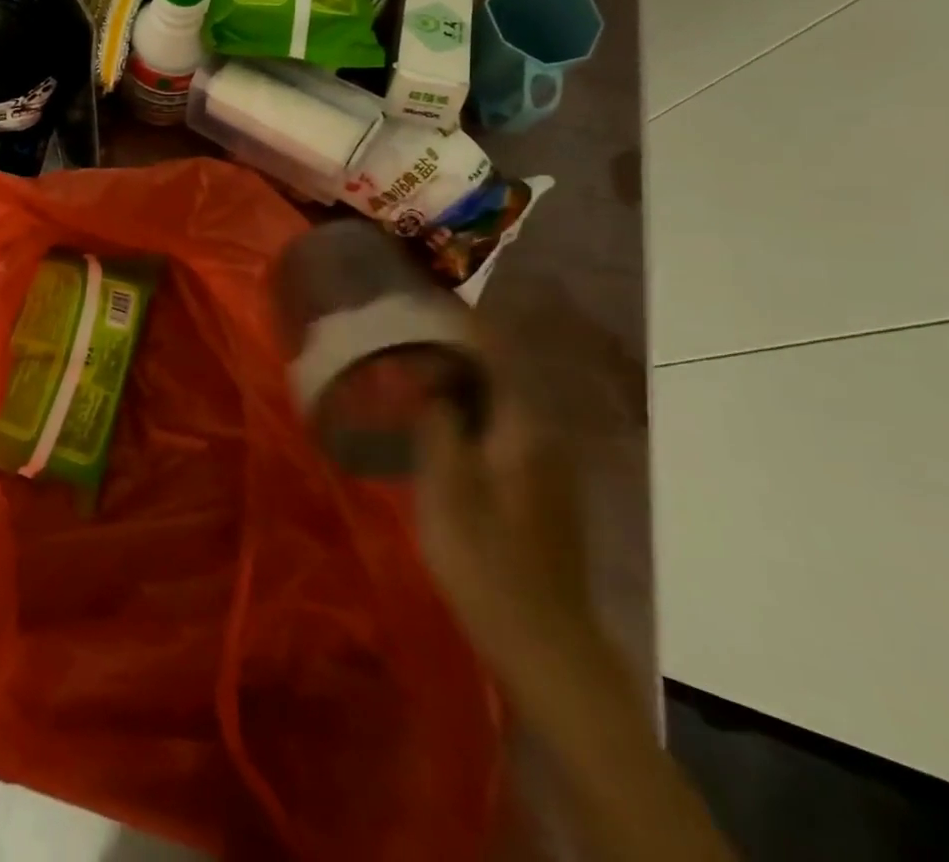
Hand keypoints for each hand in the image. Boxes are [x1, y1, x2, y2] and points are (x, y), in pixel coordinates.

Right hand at [410, 357, 612, 703]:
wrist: (544, 644)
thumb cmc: (486, 558)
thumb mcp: (447, 483)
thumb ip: (435, 418)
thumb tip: (423, 371)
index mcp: (524, 425)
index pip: (493, 351)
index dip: (457, 323)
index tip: (419, 303)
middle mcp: (543, 434)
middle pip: (496, 373)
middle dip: (450, 351)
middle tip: (402, 341)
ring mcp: (546, 465)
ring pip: (496, 403)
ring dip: (457, 384)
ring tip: (411, 374)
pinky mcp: (539, 491)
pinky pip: (499, 430)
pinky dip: (467, 415)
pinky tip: (438, 427)